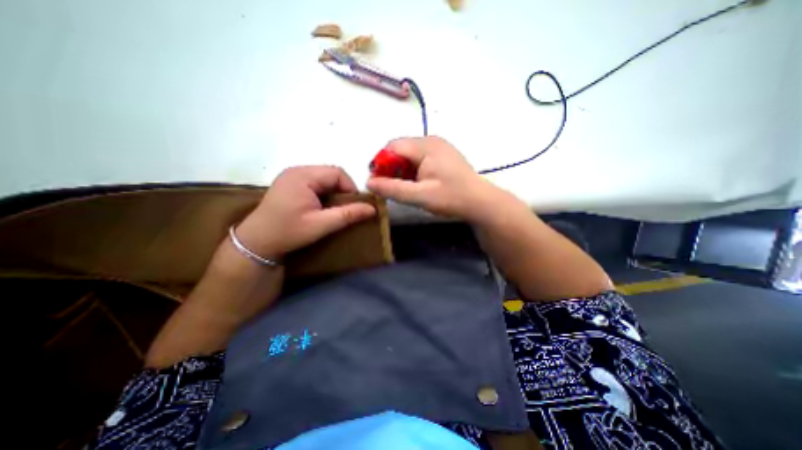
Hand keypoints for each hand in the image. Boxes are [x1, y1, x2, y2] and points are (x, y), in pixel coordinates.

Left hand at [236, 165, 378, 259]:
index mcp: (303, 176)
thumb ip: (347, 215)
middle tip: (345, 209)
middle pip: (331, 173)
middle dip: (343, 190)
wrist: (257, 242)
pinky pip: (316, 182)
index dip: (350, 188)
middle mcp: (297, 170)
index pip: (337, 173)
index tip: (354, 206)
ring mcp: (292, 175)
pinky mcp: (290, 183)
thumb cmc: (288, 232)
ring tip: (334, 209)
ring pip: (324, 178)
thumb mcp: (320, 225)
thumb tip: (372, 209)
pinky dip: (325, 192)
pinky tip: (322, 206)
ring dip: (334, 192)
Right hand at [366, 135, 503, 220]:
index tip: (377, 182)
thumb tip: (369, 183)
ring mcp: (439, 147)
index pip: (392, 147)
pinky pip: (420, 158)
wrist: (481, 202)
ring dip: (402, 170)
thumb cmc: (452, 198)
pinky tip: (417, 183)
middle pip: (401, 149)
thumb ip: (393, 189)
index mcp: (426, 146)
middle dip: (391, 167)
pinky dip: (413, 170)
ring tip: (404, 187)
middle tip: (390, 187)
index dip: (380, 163)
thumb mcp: (420, 196)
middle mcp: (431, 140)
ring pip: (409, 154)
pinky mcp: (443, 155)